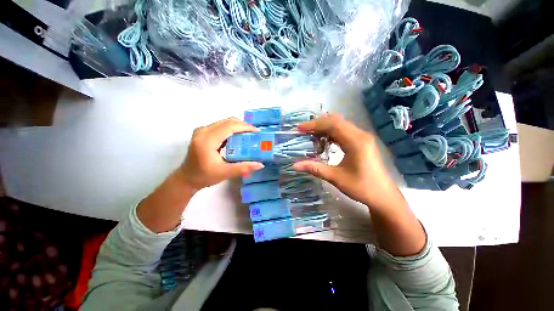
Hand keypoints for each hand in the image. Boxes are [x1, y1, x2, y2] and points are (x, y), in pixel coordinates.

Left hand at [179, 117, 263, 190]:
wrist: (187, 178)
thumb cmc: (204, 176)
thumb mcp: (225, 173)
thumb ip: (243, 168)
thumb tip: (260, 165)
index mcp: (207, 140)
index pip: (229, 127)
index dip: (244, 127)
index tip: (256, 131)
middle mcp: (203, 131)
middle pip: (227, 122)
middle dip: (243, 125)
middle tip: (254, 133)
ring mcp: (202, 130)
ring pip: (224, 122)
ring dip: (237, 126)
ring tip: (249, 134)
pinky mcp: (202, 132)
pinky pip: (220, 125)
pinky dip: (231, 129)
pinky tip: (238, 136)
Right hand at [292, 114, 399, 209]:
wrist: (383, 195)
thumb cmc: (362, 187)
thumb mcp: (336, 178)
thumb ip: (315, 169)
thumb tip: (295, 165)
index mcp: (356, 142)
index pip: (332, 125)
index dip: (314, 125)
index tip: (300, 128)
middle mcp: (360, 135)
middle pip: (336, 121)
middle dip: (317, 124)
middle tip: (303, 131)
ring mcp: (362, 137)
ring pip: (340, 125)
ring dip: (324, 128)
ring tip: (310, 135)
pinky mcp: (361, 141)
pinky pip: (343, 131)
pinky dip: (330, 133)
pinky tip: (323, 141)